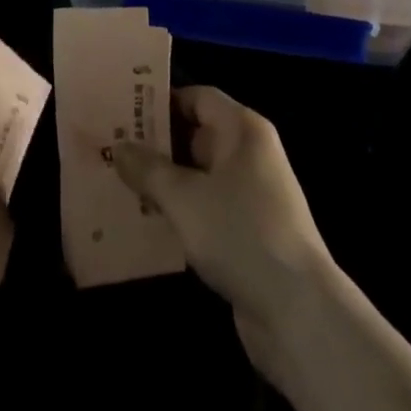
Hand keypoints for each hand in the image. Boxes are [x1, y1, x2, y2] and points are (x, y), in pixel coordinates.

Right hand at [112, 86, 336, 385]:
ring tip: (119, 183)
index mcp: (243, 130)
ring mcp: (252, 196)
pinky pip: (206, 209)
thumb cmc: (240, 233)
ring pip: (199, 176)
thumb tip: (118, 147)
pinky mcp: (249, 234)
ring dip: (165, 181)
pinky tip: (146, 222)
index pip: (198, 97)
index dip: (162, 101)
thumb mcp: (184, 197)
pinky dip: (180, 212)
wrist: (299, 312)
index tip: (125, 109)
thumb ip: (148, 169)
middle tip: (112, 147)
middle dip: (157, 143)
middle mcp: (250, 154)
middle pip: (197, 135)